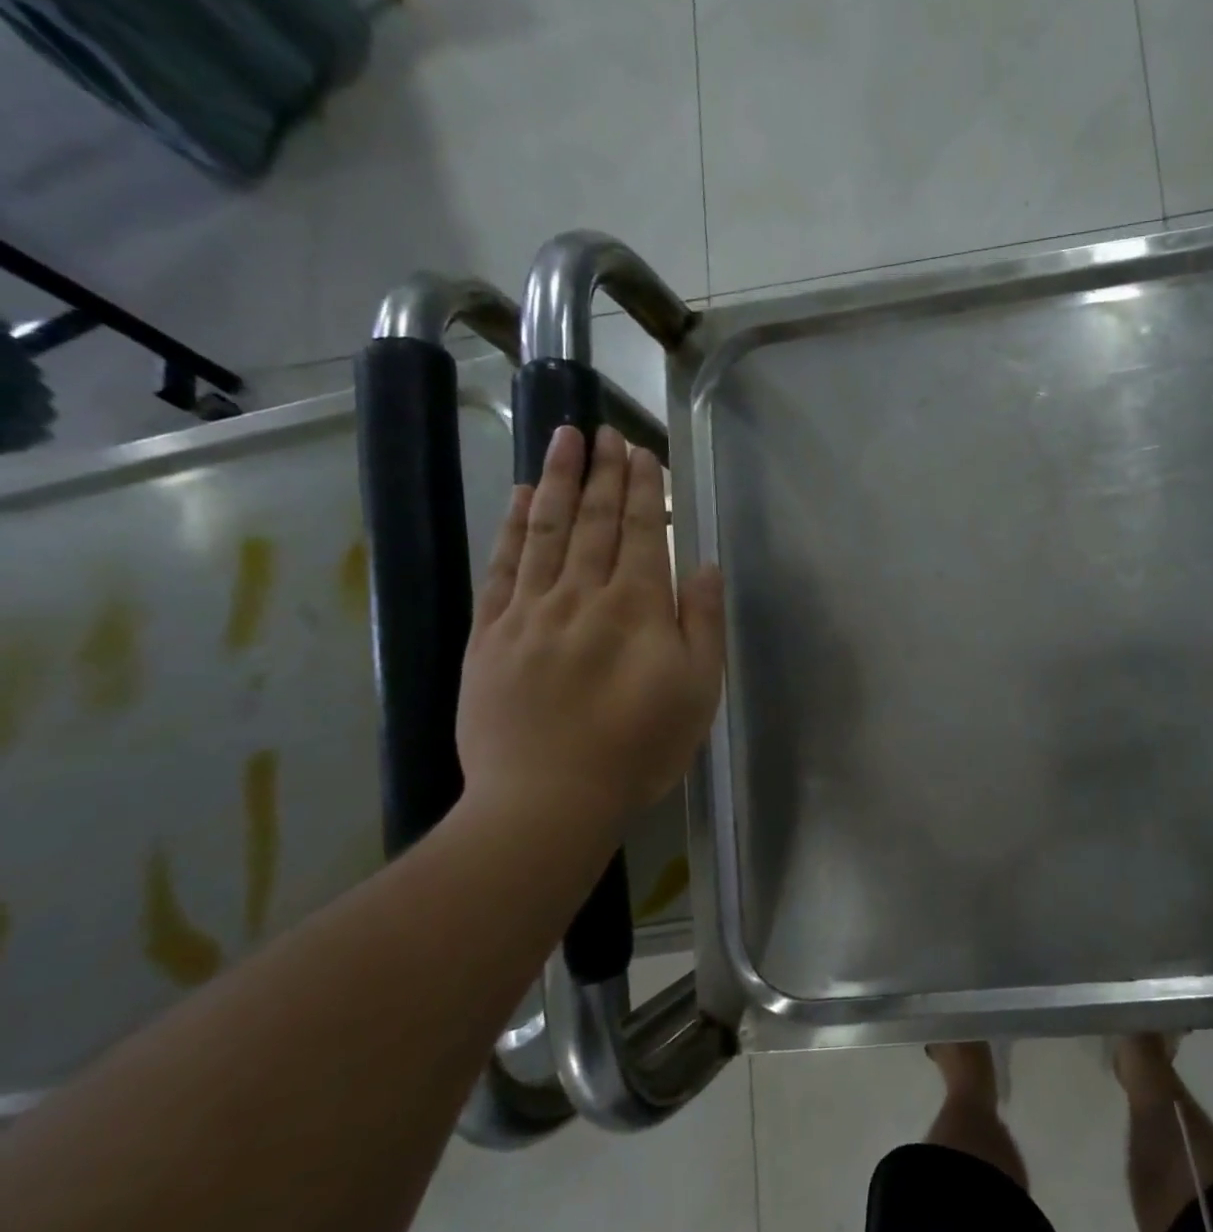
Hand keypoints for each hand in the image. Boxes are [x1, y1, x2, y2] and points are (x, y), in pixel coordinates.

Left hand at [456, 424, 725, 849]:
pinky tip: (517, 498)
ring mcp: (529, 612)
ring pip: (544, 531)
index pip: (639, 533)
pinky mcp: (490, 634)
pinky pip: (502, 567)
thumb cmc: (640, 748)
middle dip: (602, 473)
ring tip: (562, 439)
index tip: (641, 452)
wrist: (548, 799)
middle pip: (592, 521)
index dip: (641, 490)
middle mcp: (581, 595)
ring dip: (555, 481)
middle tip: (604, 432)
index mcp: (636, 608)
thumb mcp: (698, 690)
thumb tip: (702, 564)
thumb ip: (702, 622)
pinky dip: (511, 527)